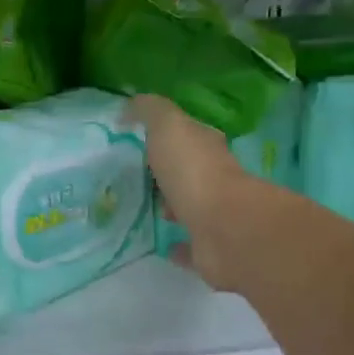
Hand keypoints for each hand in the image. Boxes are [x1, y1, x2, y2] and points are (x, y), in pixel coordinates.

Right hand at [124, 94, 272, 294]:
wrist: (224, 228)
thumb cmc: (194, 171)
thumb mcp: (168, 126)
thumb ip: (150, 111)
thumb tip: (129, 105)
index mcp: (206, 148)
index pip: (189, 135)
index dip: (167, 135)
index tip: (139, 139)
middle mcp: (214, 179)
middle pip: (188, 171)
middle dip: (167, 172)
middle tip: (135, 175)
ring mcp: (213, 216)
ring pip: (188, 207)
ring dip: (171, 206)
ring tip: (142, 207)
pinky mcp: (208, 249)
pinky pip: (188, 246)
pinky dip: (177, 245)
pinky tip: (160, 245)